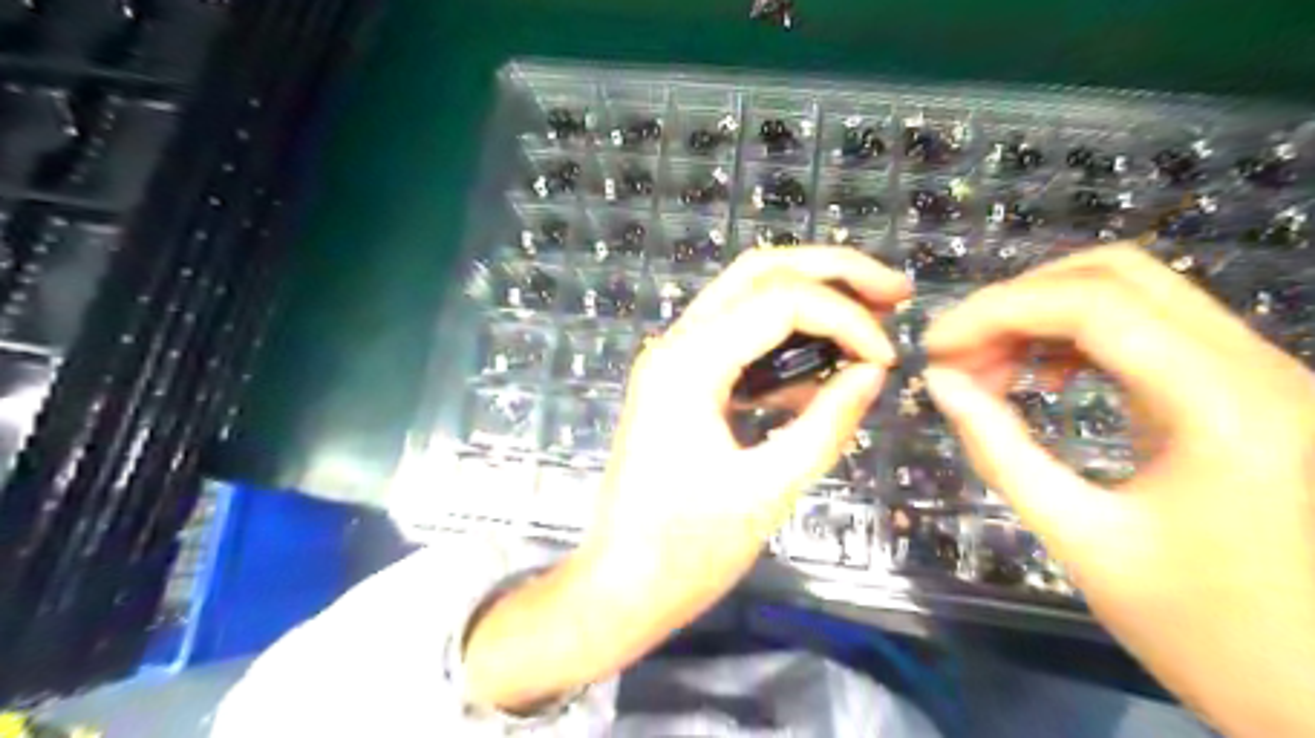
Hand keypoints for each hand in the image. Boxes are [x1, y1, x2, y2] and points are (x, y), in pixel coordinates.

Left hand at [580, 244, 910, 622]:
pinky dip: (784, 341)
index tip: (888, 359)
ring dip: (810, 298)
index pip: (781, 301)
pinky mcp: (680, 382)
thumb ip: (827, 423)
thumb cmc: (686, 550)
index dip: (846, 318)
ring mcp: (673, 360)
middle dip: (832, 272)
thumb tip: (874, 370)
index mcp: (688, 363)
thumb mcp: (768, 489)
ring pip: (747, 296)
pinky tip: (821, 370)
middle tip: (894, 292)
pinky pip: (738, 339)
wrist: (620, 584)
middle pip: (759, 273)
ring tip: (868, 321)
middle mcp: (675, 344)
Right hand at [917, 245, 1314, 735]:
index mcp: (1223, 406)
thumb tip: (940, 383)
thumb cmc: (1204, 632)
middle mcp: (1254, 366)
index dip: (996, 311)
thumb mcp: (1079, 538)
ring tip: (988, 369)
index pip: (1092, 304)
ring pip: (1130, 292)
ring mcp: (1254, 372)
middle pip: (1115, 275)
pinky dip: (1074, 338)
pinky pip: (1144, 329)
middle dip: (1017, 303)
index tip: (934, 348)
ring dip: (1042, 316)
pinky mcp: (1239, 389)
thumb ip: (999, 450)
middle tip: (958, 354)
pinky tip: (1040, 378)